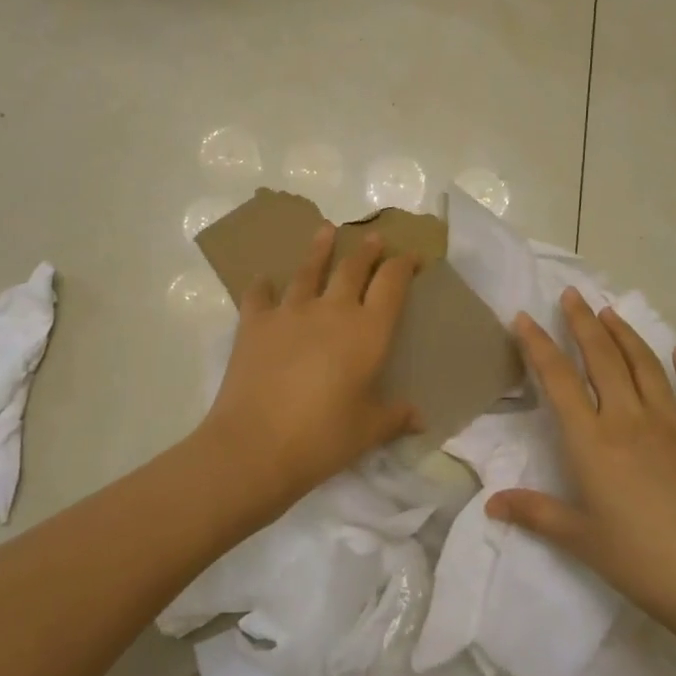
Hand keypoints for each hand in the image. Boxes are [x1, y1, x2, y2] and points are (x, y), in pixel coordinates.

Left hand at [197, 225, 421, 523]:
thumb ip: (395, 417)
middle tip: (373, 237)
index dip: (404, 266)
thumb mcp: (368, 431)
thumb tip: (420, 418)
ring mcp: (290, 312)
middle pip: (353, 269)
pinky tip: (264, 281)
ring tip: (325, 230)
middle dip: (367, 251)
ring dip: (319, 249)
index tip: (412, 257)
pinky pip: (260, 295)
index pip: (392, 284)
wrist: (256, 445)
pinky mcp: (255, 323)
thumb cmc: (322, 438)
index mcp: (368, 332)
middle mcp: (332, 311)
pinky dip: (263, 286)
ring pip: (308, 271)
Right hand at [486, 288, 675, 637]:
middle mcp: (629, 419)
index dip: (537, 345)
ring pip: (644, 365)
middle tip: (570, 294)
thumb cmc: (641, 561)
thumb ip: (535, 513)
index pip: (558, 380)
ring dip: (625, 334)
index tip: (523, 318)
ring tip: (610, 310)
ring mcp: (672, 423)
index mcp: (592, 441)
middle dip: (582, 322)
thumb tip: (491, 505)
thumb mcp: (580, 539)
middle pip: (601, 358)